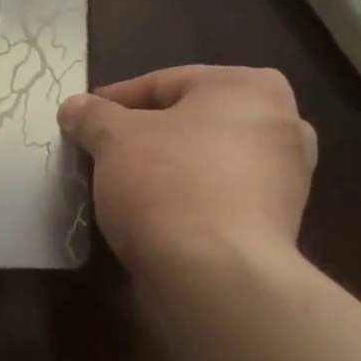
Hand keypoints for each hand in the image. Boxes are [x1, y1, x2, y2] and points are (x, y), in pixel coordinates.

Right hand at [58, 66, 316, 276]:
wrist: (217, 278)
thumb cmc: (168, 186)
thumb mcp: (114, 140)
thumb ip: (93, 116)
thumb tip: (74, 107)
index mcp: (248, 87)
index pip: (164, 83)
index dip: (115, 101)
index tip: (82, 120)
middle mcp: (280, 124)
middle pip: (190, 121)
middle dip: (145, 136)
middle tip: (103, 152)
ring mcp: (285, 178)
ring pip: (206, 161)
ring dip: (166, 169)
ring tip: (122, 187)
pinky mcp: (276, 225)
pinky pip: (219, 198)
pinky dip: (187, 201)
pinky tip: (153, 217)